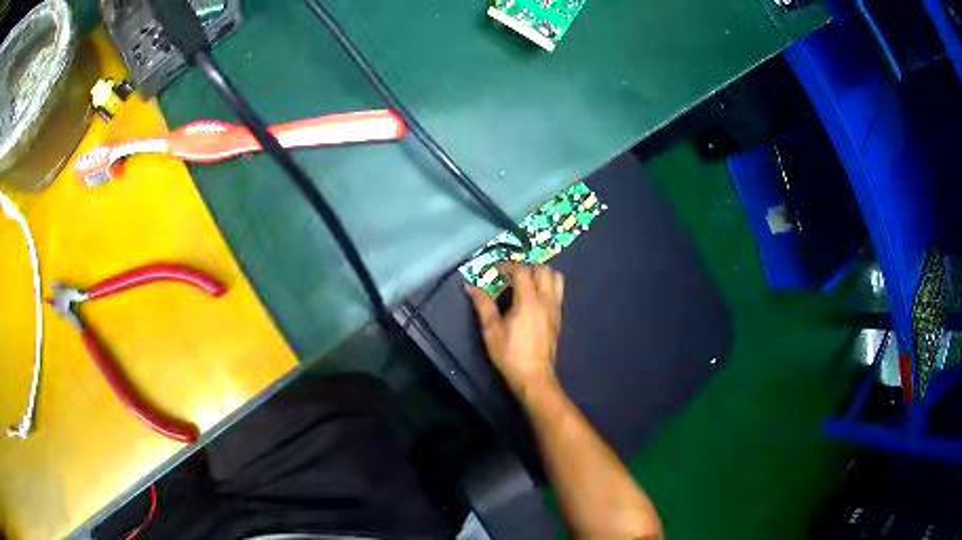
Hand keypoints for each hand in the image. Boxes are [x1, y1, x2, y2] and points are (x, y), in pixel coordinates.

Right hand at [467, 263, 564, 398]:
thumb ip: (483, 305)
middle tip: (511, 274)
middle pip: (544, 269)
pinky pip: (558, 292)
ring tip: (526, 282)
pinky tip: (533, 297)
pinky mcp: (558, 318)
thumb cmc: (510, 353)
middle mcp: (546, 300)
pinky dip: (548, 286)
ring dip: (542, 274)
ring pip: (556, 278)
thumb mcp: (491, 330)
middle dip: (527, 266)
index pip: (522, 270)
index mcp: (529, 300)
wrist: (534, 376)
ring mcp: (555, 309)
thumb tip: (470, 287)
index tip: (496, 269)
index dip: (508, 265)